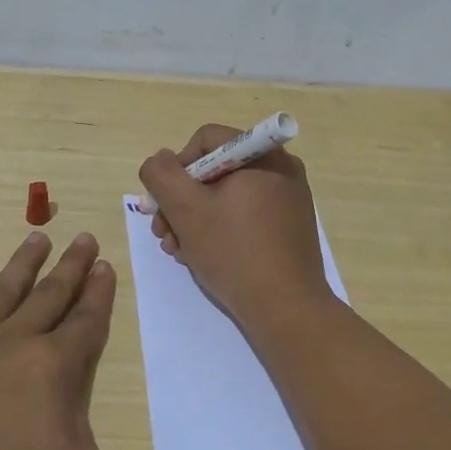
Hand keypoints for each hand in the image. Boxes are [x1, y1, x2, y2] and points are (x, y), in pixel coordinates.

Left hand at [0, 231, 223, 449]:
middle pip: (50, 296)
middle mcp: (14, 341)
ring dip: (23, 264)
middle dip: (71, 268)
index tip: (107, 264)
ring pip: (2, 292)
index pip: (86, 321)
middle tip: (84, 237)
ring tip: (38, 235)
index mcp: (53, 366)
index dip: (100, 293)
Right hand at [137, 124, 330, 325]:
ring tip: (179, 252)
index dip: (176, 168)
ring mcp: (289, 199)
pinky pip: (246, 215)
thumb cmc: (234, 251)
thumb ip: (162, 175)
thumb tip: (161, 160)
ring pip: (227, 196)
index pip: (205, 140)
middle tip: (165, 234)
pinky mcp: (290, 227)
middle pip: (215, 170)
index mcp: (262, 154)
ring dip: (195, 220)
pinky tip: (204, 257)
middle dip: (182, 201)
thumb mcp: (186, 209)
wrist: (286, 308)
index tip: (164, 204)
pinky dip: (221, 230)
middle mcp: (281, 168)